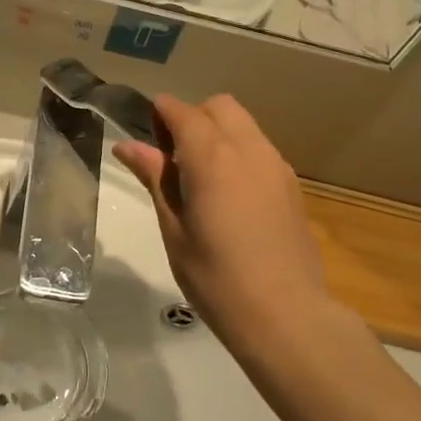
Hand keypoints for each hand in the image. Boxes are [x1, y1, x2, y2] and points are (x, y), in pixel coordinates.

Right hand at [112, 95, 347, 372]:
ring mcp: (276, 166)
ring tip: (199, 178)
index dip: (160, 113)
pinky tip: (228, 195)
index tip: (144, 133)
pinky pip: (260, 150)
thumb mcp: (174, 228)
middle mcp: (248, 149)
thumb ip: (155, 179)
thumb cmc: (215, 277)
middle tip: (172, 157)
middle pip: (219, 107)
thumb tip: (128, 146)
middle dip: (192, 117)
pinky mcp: (291, 186)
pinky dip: (239, 153)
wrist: (284, 314)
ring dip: (218, 134)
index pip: (182, 112)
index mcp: (212, 158)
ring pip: (244, 125)